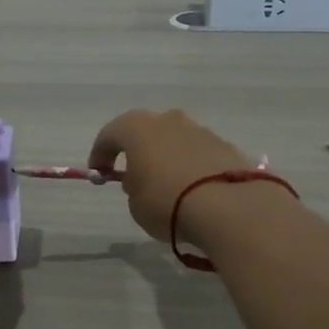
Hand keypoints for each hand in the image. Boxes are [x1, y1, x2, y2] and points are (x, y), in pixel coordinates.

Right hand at [88, 109, 279, 244]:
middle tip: (134, 176)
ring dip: (168, 158)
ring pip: (175, 141)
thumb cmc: (167, 202)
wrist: (229, 207)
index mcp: (137, 128)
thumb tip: (142, 180)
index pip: (110, 135)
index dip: (101, 154)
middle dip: (138, 151)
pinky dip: (192, 167)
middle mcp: (169, 120)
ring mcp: (200, 130)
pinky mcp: (226, 146)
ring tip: (168, 185)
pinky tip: (194, 190)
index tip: (99, 173)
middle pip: (146, 132)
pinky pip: (199, 154)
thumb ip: (134, 186)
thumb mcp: (135, 203)